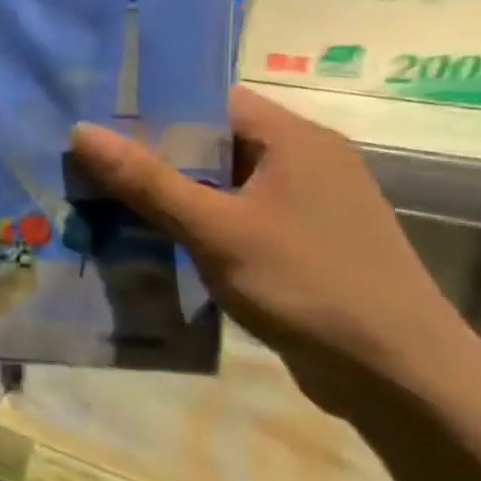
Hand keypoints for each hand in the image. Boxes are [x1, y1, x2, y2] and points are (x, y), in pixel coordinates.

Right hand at [70, 86, 479, 409]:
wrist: (401, 379)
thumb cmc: (309, 285)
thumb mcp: (215, 229)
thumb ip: (146, 180)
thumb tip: (80, 131)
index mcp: (296, 140)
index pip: (211, 100)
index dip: (152, 105)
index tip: (94, 119)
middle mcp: (303, 162)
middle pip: (210, 141)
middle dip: (147, 153)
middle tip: (83, 161)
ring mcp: (303, 205)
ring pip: (216, 182)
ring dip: (164, 192)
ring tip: (98, 197)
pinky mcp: (297, 243)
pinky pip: (229, 216)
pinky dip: (189, 221)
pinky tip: (144, 237)